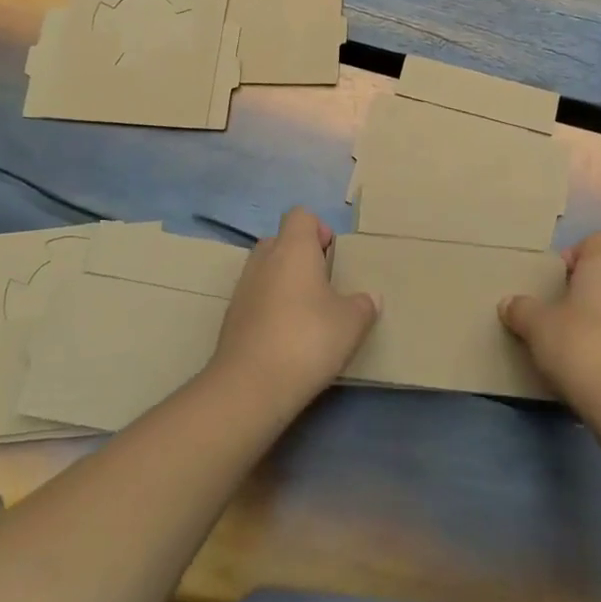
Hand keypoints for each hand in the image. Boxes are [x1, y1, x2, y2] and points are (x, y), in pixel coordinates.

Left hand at [209, 208, 378, 411]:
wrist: (250, 386)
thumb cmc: (308, 339)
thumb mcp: (351, 323)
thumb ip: (363, 305)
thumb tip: (369, 298)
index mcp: (293, 249)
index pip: (301, 215)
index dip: (318, 229)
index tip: (332, 255)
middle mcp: (264, 260)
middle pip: (280, 240)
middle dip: (299, 255)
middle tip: (322, 282)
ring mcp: (242, 289)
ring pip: (264, 269)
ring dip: (283, 281)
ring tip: (306, 311)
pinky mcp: (231, 318)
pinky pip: (254, 298)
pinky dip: (268, 307)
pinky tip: (286, 336)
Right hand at [500, 233, 600, 427]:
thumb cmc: (580, 347)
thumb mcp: (537, 327)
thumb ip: (521, 310)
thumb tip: (509, 302)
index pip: (595, 242)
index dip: (573, 254)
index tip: (554, 279)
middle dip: (578, 291)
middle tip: (551, 313)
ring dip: (593, 321)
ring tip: (566, 345)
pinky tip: (587, 370)